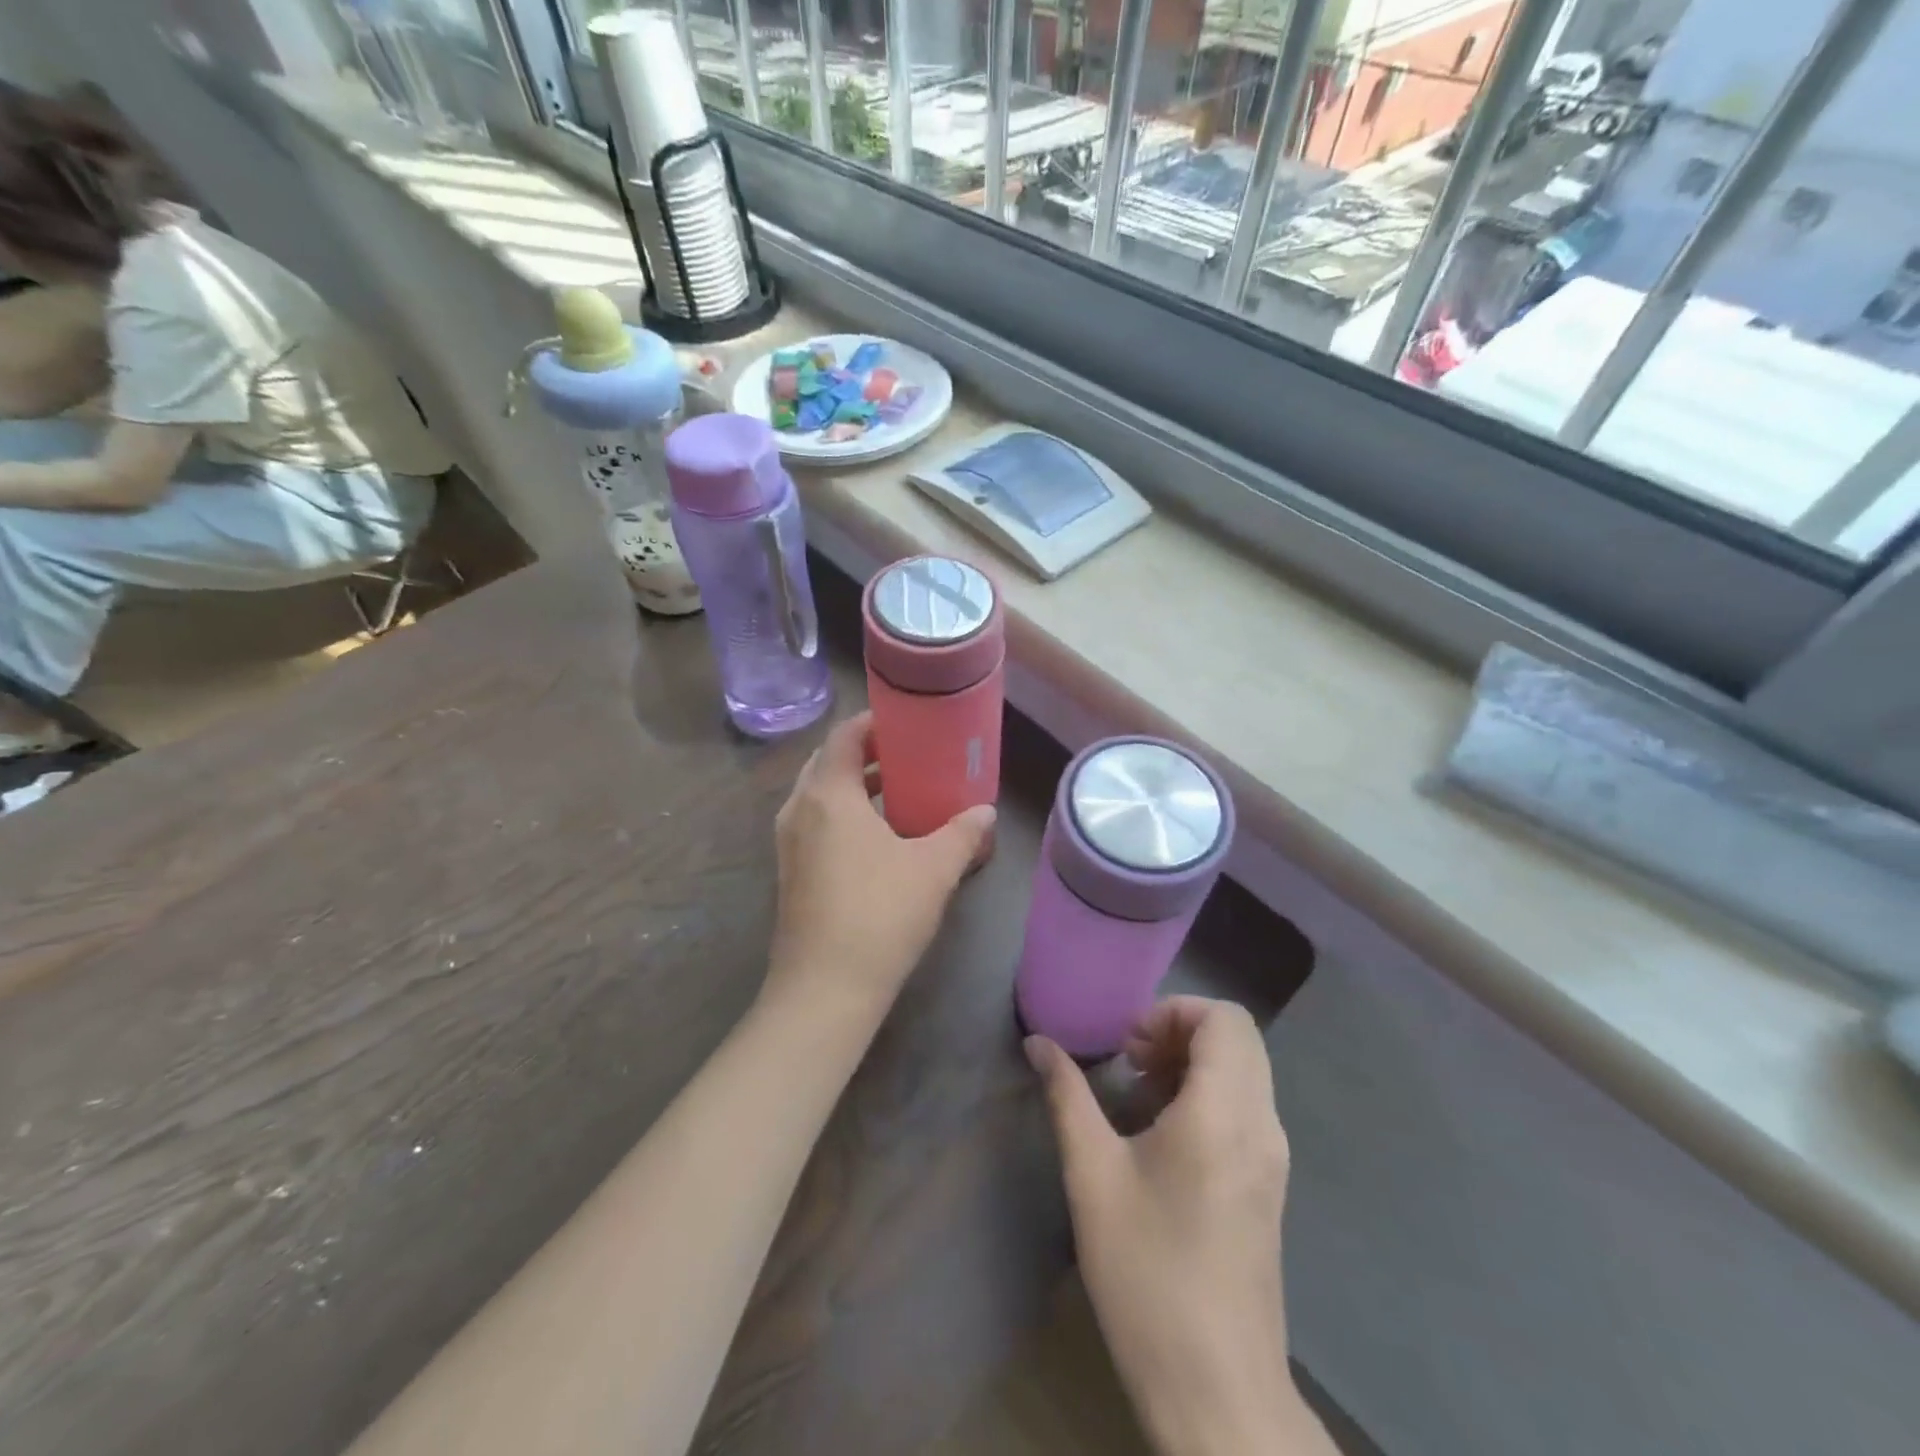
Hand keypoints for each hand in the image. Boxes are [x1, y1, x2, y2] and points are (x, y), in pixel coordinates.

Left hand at [763, 711, 995, 1026]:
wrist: (824, 990)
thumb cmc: (880, 915)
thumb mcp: (933, 869)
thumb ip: (962, 833)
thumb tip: (985, 812)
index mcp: (828, 794)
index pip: (844, 736)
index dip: (873, 722)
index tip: (907, 720)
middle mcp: (799, 809)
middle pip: (829, 762)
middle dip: (866, 752)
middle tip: (909, 753)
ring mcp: (788, 843)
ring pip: (820, 794)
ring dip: (855, 785)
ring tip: (900, 790)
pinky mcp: (790, 872)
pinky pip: (816, 823)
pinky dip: (843, 814)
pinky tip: (878, 836)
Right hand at [1028, 998, 1321, 1455]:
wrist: (1216, 1389)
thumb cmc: (1147, 1273)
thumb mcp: (1092, 1176)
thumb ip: (1067, 1096)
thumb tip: (1038, 1043)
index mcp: (1223, 1114)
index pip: (1224, 1019)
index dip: (1174, 1012)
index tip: (1130, 1046)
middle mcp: (1261, 1125)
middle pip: (1237, 1038)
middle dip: (1180, 1031)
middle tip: (1131, 1061)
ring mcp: (1273, 1157)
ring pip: (1245, 1071)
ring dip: (1193, 1062)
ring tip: (1140, 1094)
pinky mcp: (1270, 1184)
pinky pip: (1246, 1106)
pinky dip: (1208, 1093)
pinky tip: (1163, 1135)